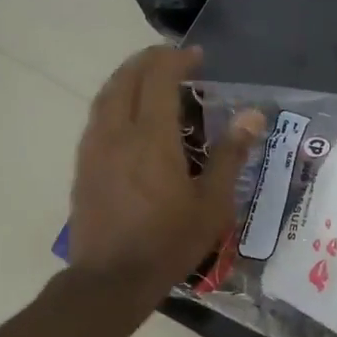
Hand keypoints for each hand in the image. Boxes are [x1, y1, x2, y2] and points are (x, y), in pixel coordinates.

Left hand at [69, 47, 261, 293]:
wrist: (111, 279)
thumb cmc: (168, 242)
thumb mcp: (212, 204)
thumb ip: (231, 155)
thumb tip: (253, 115)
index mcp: (151, 138)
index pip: (159, 78)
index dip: (177, 60)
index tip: (197, 57)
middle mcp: (117, 132)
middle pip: (127, 78)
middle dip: (150, 60)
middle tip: (174, 60)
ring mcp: (94, 148)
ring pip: (107, 95)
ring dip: (129, 77)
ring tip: (150, 78)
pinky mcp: (83, 165)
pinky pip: (97, 117)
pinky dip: (115, 100)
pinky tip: (128, 116)